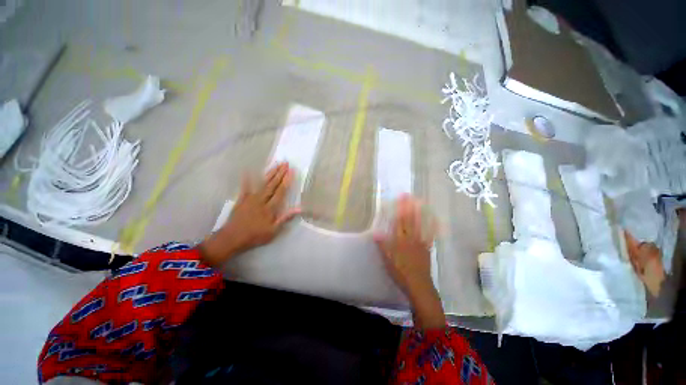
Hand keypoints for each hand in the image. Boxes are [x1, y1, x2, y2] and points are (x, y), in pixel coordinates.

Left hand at [200, 162, 300, 265]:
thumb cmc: (255, 235)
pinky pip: (245, 187)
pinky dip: (247, 179)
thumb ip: (285, 218)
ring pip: (262, 183)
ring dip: (270, 173)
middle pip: (272, 184)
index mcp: (270, 208)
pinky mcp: (241, 199)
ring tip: (276, 165)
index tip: (291, 171)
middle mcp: (261, 200)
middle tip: (285, 163)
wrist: (231, 238)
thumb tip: (299, 209)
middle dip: (280, 173)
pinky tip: (248, 171)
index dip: (286, 181)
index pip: (280, 192)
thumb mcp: (273, 231)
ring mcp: (250, 198)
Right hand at [374, 195, 444, 328]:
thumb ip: (383, 244)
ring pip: (420, 224)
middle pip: (409, 220)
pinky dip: (432, 226)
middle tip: (409, 195)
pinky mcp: (427, 247)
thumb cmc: (400, 271)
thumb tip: (375, 232)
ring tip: (420, 202)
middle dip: (408, 206)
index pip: (399, 221)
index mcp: (400, 240)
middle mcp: (411, 238)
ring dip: (419, 212)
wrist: (418, 284)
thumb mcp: (387, 259)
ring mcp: (420, 242)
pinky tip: (434, 220)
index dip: (399, 209)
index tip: (399, 199)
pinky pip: (430, 235)